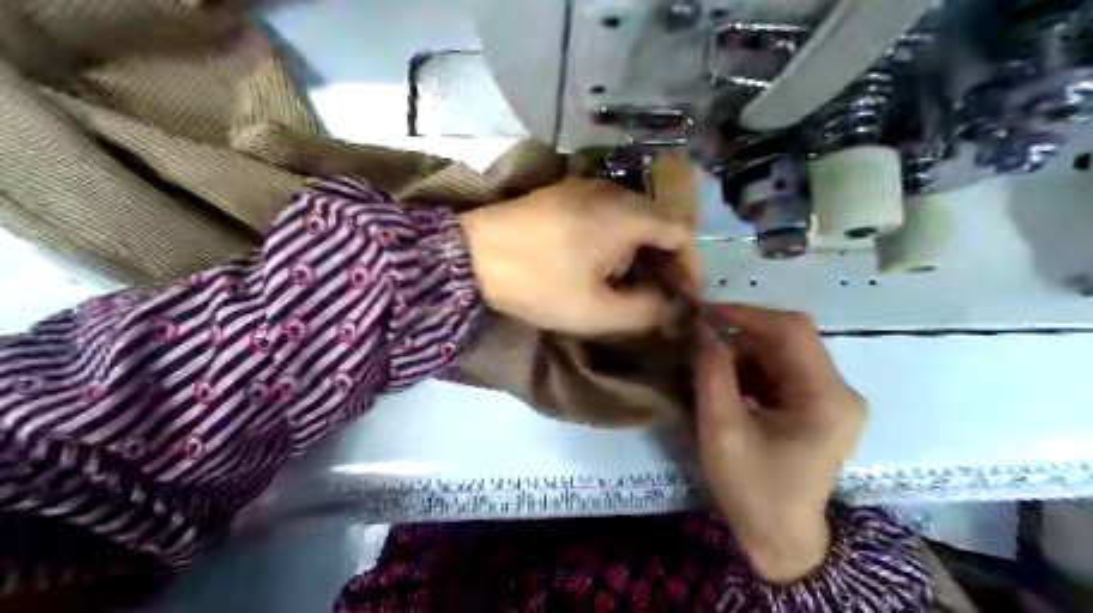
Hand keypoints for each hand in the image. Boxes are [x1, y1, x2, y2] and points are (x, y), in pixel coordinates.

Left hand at [457, 179, 684, 337]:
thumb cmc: (538, 282)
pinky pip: (606, 214)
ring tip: (625, 286)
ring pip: (632, 219)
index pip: (682, 233)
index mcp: (628, 214)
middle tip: (656, 298)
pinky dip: (615, 240)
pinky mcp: (563, 193)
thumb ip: (645, 311)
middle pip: (658, 223)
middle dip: (663, 263)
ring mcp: (585, 187)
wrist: (470, 254)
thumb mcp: (596, 311)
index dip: (689, 268)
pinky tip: (597, 265)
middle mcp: (614, 191)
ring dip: (638, 253)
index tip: (681, 299)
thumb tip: (671, 307)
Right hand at [694, 308, 867, 584]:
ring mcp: (830, 398)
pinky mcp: (816, 406)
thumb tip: (702, 330)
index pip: (793, 331)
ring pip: (782, 353)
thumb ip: (712, 375)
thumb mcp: (723, 430)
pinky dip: (749, 369)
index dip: (746, 314)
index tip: (704, 314)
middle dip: (740, 336)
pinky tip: (724, 382)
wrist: (779, 538)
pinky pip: (780, 371)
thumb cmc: (753, 490)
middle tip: (700, 342)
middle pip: (789, 340)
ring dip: (742, 353)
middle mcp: (838, 391)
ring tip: (707, 365)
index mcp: (827, 398)